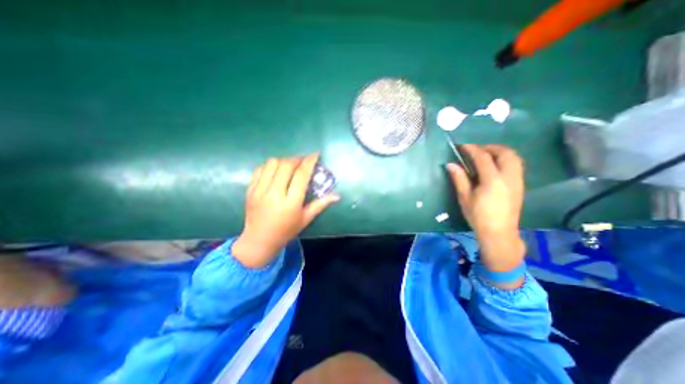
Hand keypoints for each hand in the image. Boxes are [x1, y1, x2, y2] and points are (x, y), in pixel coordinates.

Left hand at [232, 153, 338, 266]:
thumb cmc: (286, 231)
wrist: (259, 241)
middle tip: (303, 161)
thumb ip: (321, 205)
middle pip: (286, 165)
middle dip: (297, 159)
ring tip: (290, 166)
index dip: (309, 162)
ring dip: (284, 161)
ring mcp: (259, 190)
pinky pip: (260, 169)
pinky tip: (276, 171)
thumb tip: (337, 196)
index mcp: (291, 203)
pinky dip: (270, 166)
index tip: (315, 154)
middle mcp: (274, 194)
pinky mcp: (250, 189)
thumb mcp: (305, 219)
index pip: (301, 175)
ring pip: (272, 164)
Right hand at [447, 143, 524, 272]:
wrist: (499, 232)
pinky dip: (505, 159)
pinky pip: (516, 165)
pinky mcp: (520, 185)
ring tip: (485, 155)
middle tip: (475, 150)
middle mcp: (509, 177)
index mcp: (493, 180)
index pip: (483, 157)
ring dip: (499, 152)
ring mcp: (517, 180)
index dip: (472, 149)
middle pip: (505, 153)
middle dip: (489, 147)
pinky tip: (494, 166)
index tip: (462, 146)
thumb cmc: (478, 216)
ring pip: (514, 157)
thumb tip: (450, 164)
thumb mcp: (465, 197)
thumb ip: (459, 178)